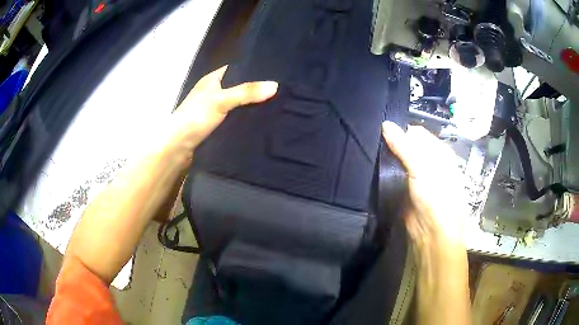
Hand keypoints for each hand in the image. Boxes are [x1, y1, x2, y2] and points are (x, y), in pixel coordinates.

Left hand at [169, 65, 277, 151]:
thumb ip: (246, 92)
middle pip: (239, 87)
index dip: (254, 70)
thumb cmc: (195, 117)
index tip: (275, 73)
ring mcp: (214, 109)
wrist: (177, 147)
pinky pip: (235, 118)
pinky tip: (262, 121)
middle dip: (256, 90)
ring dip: (252, 106)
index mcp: (212, 79)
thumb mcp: (221, 100)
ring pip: (238, 104)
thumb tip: (275, 85)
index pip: (237, 69)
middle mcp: (213, 92)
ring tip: (278, 105)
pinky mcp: (216, 125)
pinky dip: (245, 119)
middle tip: (281, 91)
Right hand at [382, 122, 468, 249]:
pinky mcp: (405, 189)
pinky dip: (385, 171)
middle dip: (392, 144)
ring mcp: (416, 176)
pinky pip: (394, 174)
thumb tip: (385, 124)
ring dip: (387, 158)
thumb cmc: (436, 196)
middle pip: (407, 145)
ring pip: (399, 159)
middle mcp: (428, 161)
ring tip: (371, 155)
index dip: (400, 132)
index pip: (416, 133)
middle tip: (374, 144)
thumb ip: (404, 146)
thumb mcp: (422, 167)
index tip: (382, 133)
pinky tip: (374, 169)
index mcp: (438, 151)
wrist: (432, 232)